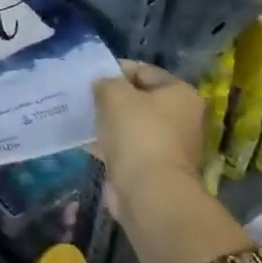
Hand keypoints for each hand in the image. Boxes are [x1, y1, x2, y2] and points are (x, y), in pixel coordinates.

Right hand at [92, 61, 203, 212]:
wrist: (148, 191)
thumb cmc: (137, 133)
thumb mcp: (114, 94)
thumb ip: (106, 82)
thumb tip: (103, 85)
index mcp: (180, 94)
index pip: (144, 72)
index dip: (116, 71)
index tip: (91, 77)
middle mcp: (180, 118)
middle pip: (139, 99)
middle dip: (111, 98)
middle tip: (85, 97)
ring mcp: (167, 145)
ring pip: (130, 124)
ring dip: (108, 121)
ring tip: (81, 116)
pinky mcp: (151, 167)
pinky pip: (125, 147)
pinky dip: (107, 143)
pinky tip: (85, 140)